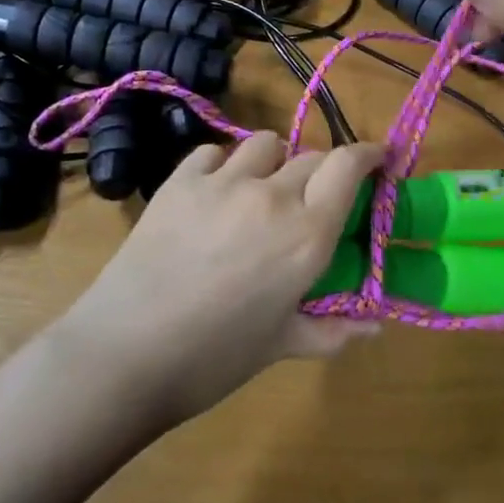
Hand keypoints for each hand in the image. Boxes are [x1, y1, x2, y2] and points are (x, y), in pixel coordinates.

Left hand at [49, 132, 386, 428]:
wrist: (126, 352)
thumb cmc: (214, 358)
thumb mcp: (280, 346)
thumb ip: (332, 330)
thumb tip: (374, 327)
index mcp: (307, 234)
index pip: (348, 166)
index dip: (368, 154)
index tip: (377, 159)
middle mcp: (271, 195)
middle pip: (311, 155)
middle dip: (322, 170)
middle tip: (312, 200)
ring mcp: (222, 183)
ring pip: (264, 144)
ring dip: (274, 161)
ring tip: (262, 190)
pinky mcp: (179, 181)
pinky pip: (213, 153)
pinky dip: (224, 165)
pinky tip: (215, 193)